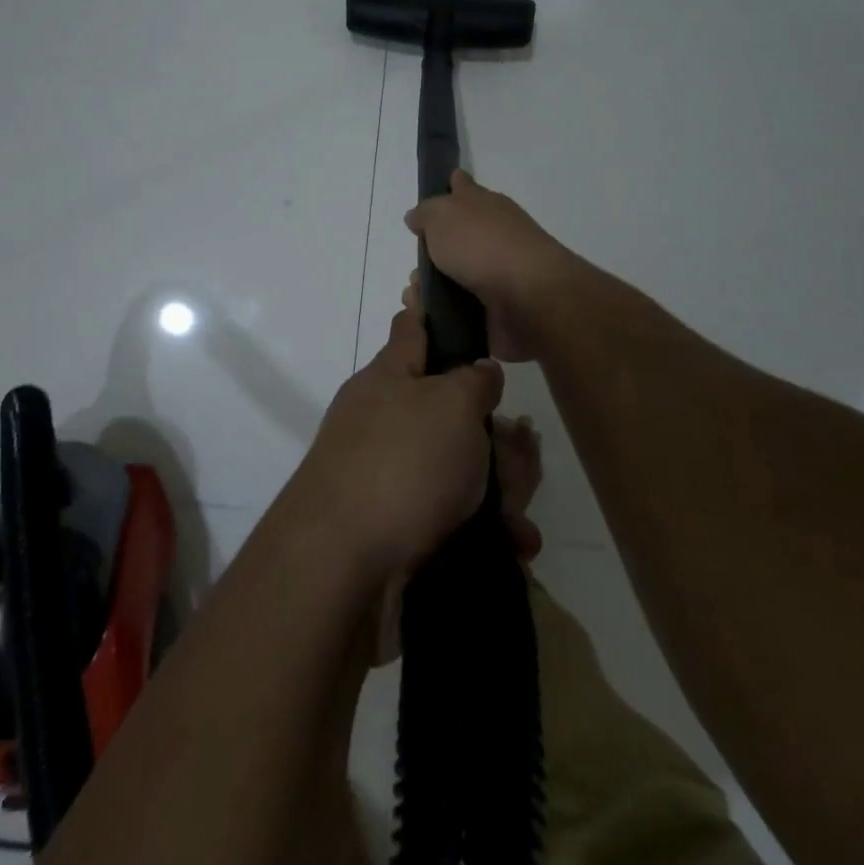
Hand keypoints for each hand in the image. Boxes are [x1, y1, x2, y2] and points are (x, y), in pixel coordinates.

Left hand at [294, 306, 502, 579]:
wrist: (341, 564)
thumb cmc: (402, 463)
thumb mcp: (451, 406)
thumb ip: (474, 382)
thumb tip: (479, 370)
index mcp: (390, 377)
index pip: (412, 328)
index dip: (432, 310)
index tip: (448, 299)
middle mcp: (384, 418)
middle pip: (450, 408)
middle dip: (494, 433)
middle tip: (522, 452)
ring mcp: (386, 471)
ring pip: (458, 465)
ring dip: (498, 488)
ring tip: (519, 520)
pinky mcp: (395, 522)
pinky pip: (451, 513)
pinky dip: (484, 528)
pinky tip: (513, 546)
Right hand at [405, 171, 577, 361]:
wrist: (528, 299)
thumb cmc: (483, 246)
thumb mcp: (442, 215)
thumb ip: (426, 213)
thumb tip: (417, 217)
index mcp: (484, 206)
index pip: (464, 188)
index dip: (452, 185)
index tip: (442, 187)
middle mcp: (493, 236)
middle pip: (455, 238)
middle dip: (430, 252)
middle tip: (415, 266)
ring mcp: (496, 274)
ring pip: (452, 277)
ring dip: (429, 287)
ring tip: (415, 296)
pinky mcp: (495, 309)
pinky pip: (457, 310)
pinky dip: (439, 312)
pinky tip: (426, 316)